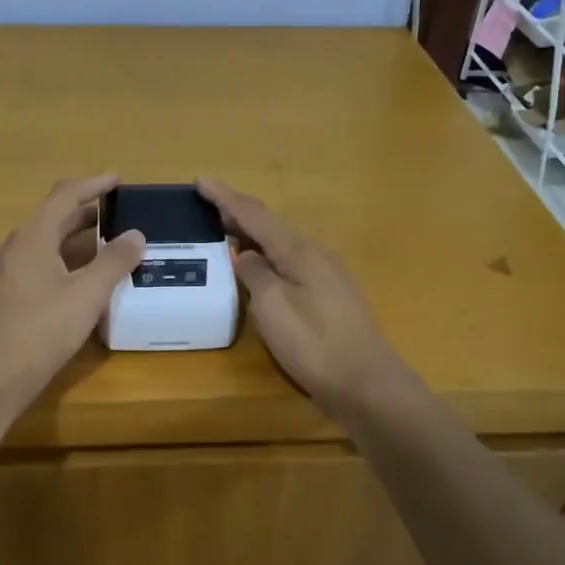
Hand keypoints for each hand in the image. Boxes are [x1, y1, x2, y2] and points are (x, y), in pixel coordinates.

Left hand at [0, 173, 145, 408]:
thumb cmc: (40, 331)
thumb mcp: (87, 295)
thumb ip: (114, 262)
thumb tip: (136, 234)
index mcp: (31, 239)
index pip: (63, 196)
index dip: (92, 184)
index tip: (117, 179)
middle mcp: (11, 249)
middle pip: (50, 220)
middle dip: (84, 214)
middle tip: (115, 215)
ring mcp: (0, 275)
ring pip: (40, 246)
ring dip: (71, 242)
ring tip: (100, 249)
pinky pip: (32, 268)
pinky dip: (57, 264)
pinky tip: (72, 285)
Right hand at [198, 178, 407, 414]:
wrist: (364, 383)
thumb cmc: (313, 343)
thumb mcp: (272, 306)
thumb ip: (254, 274)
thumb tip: (245, 255)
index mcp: (299, 251)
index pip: (255, 214)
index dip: (226, 197)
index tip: (200, 181)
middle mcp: (314, 255)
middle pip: (271, 225)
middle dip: (238, 213)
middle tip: (207, 206)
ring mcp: (325, 276)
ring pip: (281, 245)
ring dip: (252, 235)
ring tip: (226, 233)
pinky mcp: (328, 297)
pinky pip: (289, 264)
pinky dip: (266, 257)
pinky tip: (256, 269)